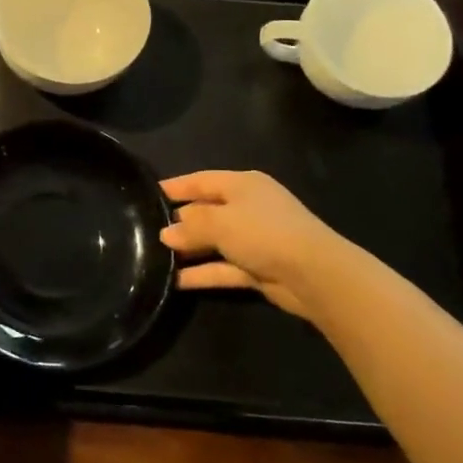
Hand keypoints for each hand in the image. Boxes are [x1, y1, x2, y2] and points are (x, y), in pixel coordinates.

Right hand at [160, 170, 342, 319]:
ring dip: (190, 250)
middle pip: (208, 211)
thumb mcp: (220, 223)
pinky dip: (203, 273)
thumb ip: (191, 226)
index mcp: (243, 184)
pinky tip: (176, 281)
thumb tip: (166, 233)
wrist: (314, 274)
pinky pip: (223, 268)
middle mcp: (248, 208)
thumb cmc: (263, 233)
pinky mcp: (258, 268)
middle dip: (181, 222)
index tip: (150, 193)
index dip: (176, 186)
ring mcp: (255, 239)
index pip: (201, 180)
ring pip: (215, 242)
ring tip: (156, 257)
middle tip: (149, 231)